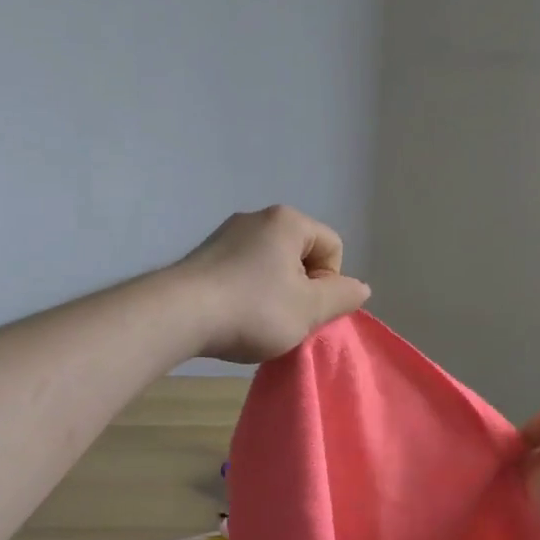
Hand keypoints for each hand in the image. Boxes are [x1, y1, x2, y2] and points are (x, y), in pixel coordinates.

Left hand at [174, 205, 371, 362]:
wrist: (178, 315)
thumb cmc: (253, 309)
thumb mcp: (310, 309)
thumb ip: (343, 297)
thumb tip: (360, 288)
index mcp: (288, 221)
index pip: (332, 247)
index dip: (330, 283)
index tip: (308, 309)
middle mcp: (256, 217)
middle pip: (301, 255)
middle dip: (301, 288)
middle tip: (287, 320)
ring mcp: (226, 234)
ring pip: (271, 265)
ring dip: (274, 294)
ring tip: (257, 322)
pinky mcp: (204, 255)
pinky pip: (243, 271)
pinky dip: (247, 293)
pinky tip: (234, 316)